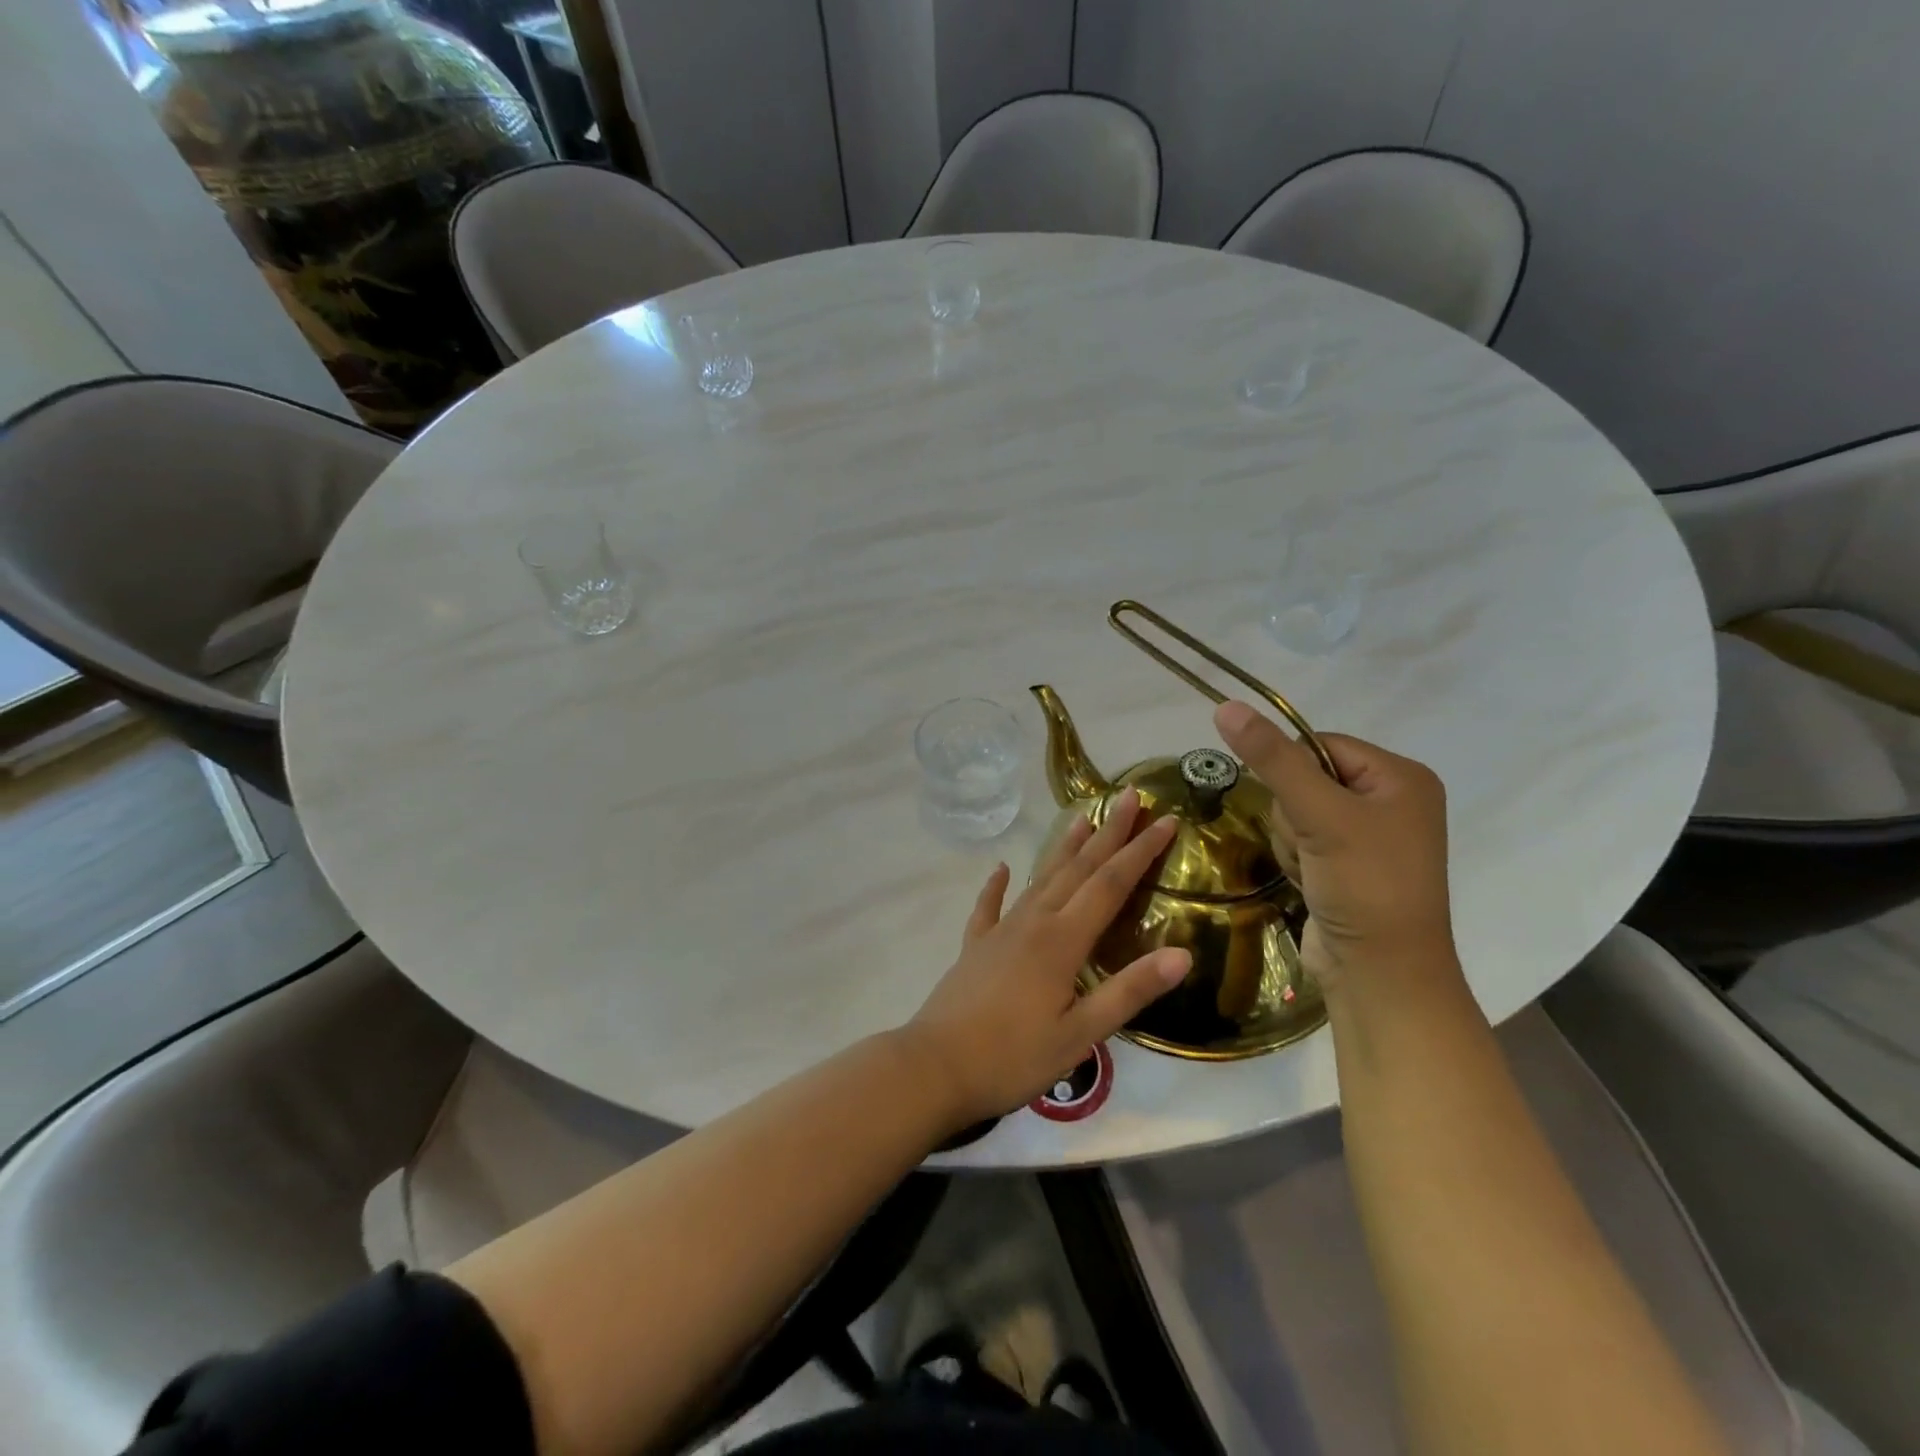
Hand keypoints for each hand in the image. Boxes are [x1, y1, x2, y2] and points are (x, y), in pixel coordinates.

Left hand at [904, 788, 1191, 1128]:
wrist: (935, 1066)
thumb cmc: (1013, 1056)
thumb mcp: (1081, 1034)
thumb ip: (1130, 991)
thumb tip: (1182, 954)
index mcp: (1062, 940)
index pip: (1110, 884)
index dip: (1140, 851)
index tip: (1165, 819)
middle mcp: (1033, 922)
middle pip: (1077, 869)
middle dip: (1108, 833)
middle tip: (1129, 796)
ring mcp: (1000, 931)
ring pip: (1039, 878)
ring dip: (1063, 848)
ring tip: (1080, 818)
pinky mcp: (975, 947)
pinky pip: (989, 906)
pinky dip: (997, 886)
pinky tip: (1001, 869)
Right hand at [1213, 701, 1453, 991]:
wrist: (1381, 974)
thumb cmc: (1365, 885)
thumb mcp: (1320, 815)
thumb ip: (1273, 759)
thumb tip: (1226, 705)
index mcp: (1401, 777)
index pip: (1320, 745)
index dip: (1293, 771)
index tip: (1298, 808)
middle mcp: (1390, 800)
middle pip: (1304, 779)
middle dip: (1293, 815)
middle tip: (1313, 845)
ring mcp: (1368, 836)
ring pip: (1295, 812)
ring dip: (1291, 840)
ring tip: (1313, 870)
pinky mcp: (1346, 865)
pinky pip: (1301, 840)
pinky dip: (1297, 860)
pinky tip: (1312, 883)